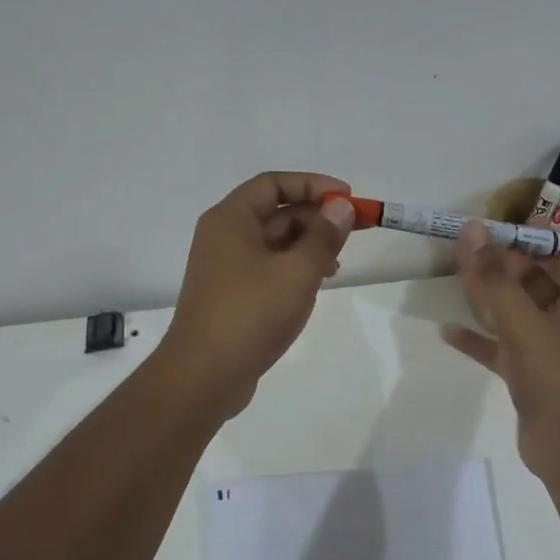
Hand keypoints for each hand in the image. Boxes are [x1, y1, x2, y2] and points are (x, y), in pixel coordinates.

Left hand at [156, 172, 357, 420]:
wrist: (204, 376)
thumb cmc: (250, 314)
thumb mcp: (297, 272)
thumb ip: (323, 237)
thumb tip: (341, 207)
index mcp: (230, 220)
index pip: (273, 183)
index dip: (312, 184)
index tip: (347, 197)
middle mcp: (225, 237)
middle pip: (275, 211)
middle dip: (316, 216)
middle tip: (355, 228)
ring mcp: (227, 268)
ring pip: (275, 242)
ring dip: (309, 244)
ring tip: (339, 261)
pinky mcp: (234, 295)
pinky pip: (269, 267)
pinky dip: (296, 267)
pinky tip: (319, 282)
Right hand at [443, 223, 559, 482]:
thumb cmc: (557, 379)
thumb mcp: (524, 324)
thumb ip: (495, 278)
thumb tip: (472, 231)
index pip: (556, 254)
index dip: (523, 240)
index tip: (487, 231)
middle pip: (533, 280)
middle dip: (499, 267)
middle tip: (462, 255)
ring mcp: (550, 347)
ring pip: (516, 311)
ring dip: (487, 298)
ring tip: (454, 280)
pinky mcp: (531, 372)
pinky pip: (502, 345)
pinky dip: (479, 337)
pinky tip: (448, 331)